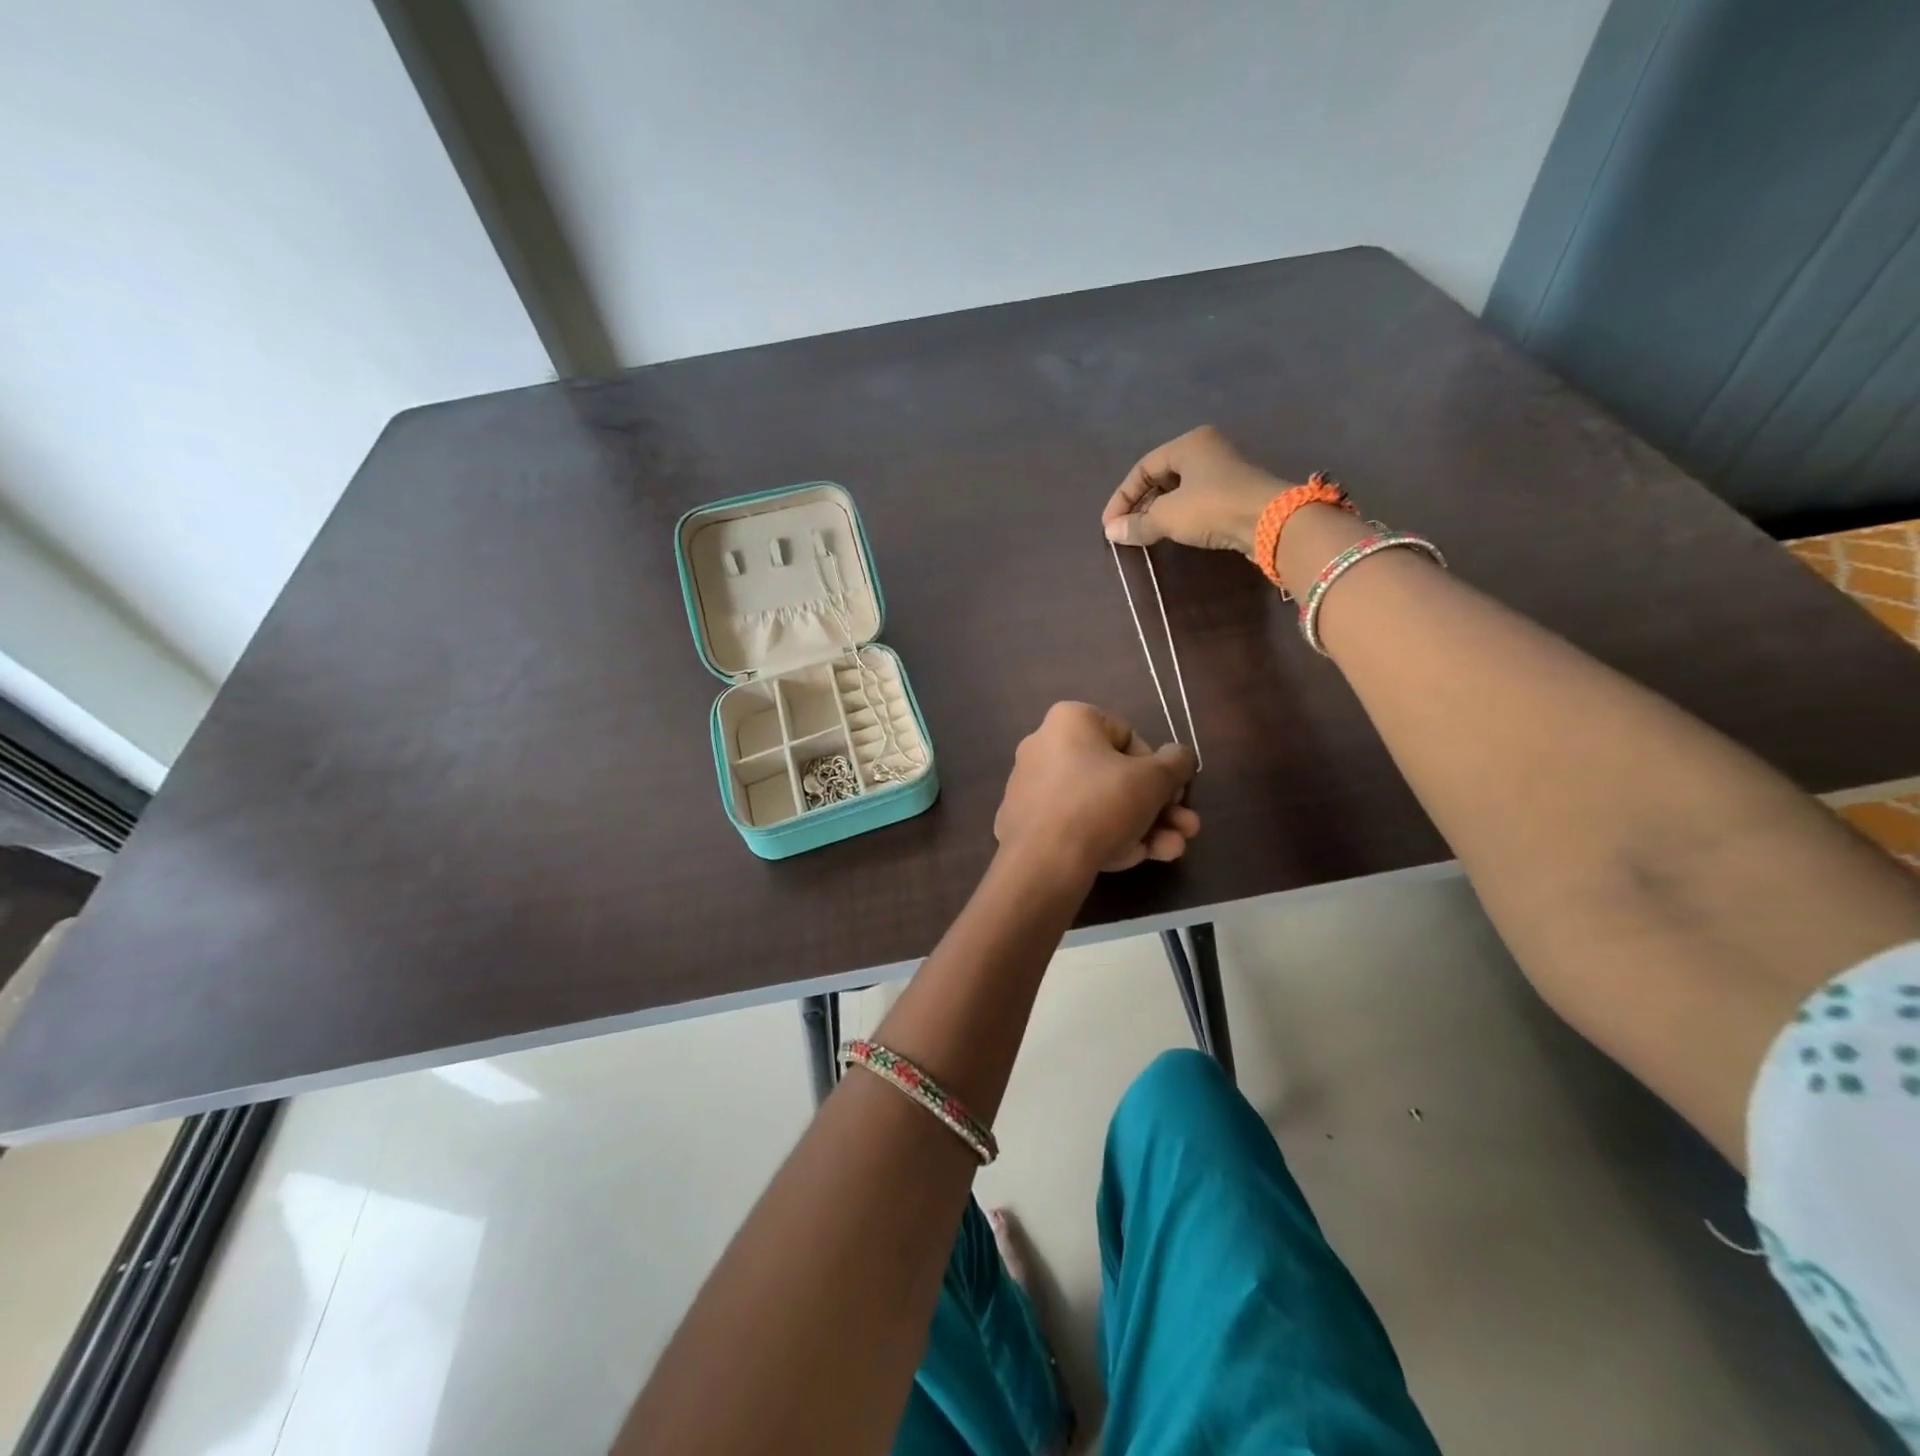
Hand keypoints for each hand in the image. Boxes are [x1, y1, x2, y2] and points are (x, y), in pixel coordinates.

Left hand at [995, 703, 1199, 881]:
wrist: (1044, 861)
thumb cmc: (1102, 803)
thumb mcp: (1155, 779)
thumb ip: (1176, 763)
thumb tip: (1180, 756)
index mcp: (1069, 721)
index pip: (1127, 735)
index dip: (1158, 766)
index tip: (1173, 791)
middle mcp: (1045, 748)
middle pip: (1116, 776)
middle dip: (1158, 805)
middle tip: (1186, 827)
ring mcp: (1033, 789)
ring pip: (1101, 805)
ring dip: (1145, 826)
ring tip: (1173, 849)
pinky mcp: (1028, 825)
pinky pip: (1077, 825)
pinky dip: (1110, 838)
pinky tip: (1142, 858)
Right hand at [1102, 425, 1289, 558]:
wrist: (1271, 522)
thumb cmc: (1213, 507)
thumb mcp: (1168, 515)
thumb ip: (1137, 523)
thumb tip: (1111, 533)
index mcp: (1188, 443)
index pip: (1142, 467)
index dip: (1122, 497)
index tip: (1109, 525)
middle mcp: (1206, 450)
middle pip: (1161, 476)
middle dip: (1139, 504)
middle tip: (1125, 529)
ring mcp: (1223, 472)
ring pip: (1178, 490)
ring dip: (1157, 512)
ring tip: (1143, 533)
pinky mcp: (1234, 494)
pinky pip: (1195, 502)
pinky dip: (1178, 516)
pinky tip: (1170, 532)